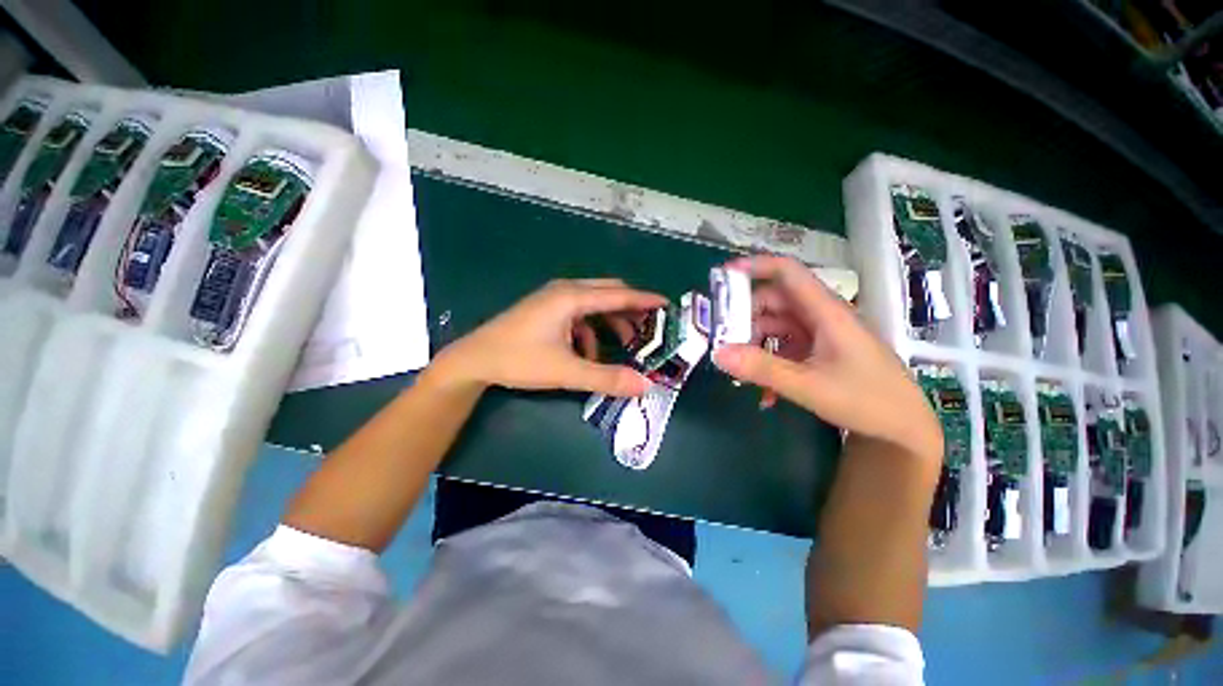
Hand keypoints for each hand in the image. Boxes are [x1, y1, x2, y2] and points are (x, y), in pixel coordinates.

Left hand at [432, 278, 665, 396]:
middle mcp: (565, 291)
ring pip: (594, 304)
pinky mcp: (547, 310)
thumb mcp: (566, 371)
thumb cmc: (519, 360)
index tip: (667, 303)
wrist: (474, 360)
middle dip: (631, 309)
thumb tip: (644, 386)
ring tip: (625, 344)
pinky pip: (579, 315)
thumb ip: (606, 378)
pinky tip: (588, 353)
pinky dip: (591, 330)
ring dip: (611, 322)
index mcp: (572, 298)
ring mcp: (554, 299)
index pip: (619, 294)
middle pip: (609, 293)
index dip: (645, 299)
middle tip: (650, 327)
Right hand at [713, 256, 940, 459]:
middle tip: (722, 338)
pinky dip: (769, 362)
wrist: (904, 429)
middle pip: (774, 301)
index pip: (788, 273)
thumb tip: (718, 354)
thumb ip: (762, 369)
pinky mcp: (818, 352)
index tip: (723, 275)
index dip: (756, 266)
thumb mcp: (808, 386)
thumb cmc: (866, 401)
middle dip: (745, 317)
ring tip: (740, 369)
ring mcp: (820, 335)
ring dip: (755, 344)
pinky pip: (784, 348)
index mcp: (826, 312)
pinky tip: (765, 392)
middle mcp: (821, 317)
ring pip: (776, 326)